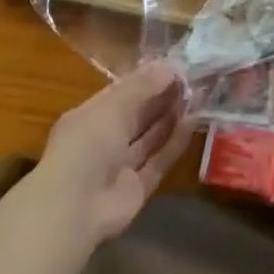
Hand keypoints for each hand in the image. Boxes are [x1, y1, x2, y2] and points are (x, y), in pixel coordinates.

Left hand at [32, 61, 194, 244]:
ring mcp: (120, 166)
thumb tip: (170, 66)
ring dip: (171, 118)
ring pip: (149, 138)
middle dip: (161, 97)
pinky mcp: (137, 188)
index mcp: (90, 116)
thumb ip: (143, 86)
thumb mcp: (114, 105)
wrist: (76, 207)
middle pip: (137, 115)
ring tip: (197, 96)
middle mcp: (104, 140)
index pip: (121, 93)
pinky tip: (193, 123)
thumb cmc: (88, 143)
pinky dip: (174, 143)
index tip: (175, 65)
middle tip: (191, 79)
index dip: (146, 79)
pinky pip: (158, 161)